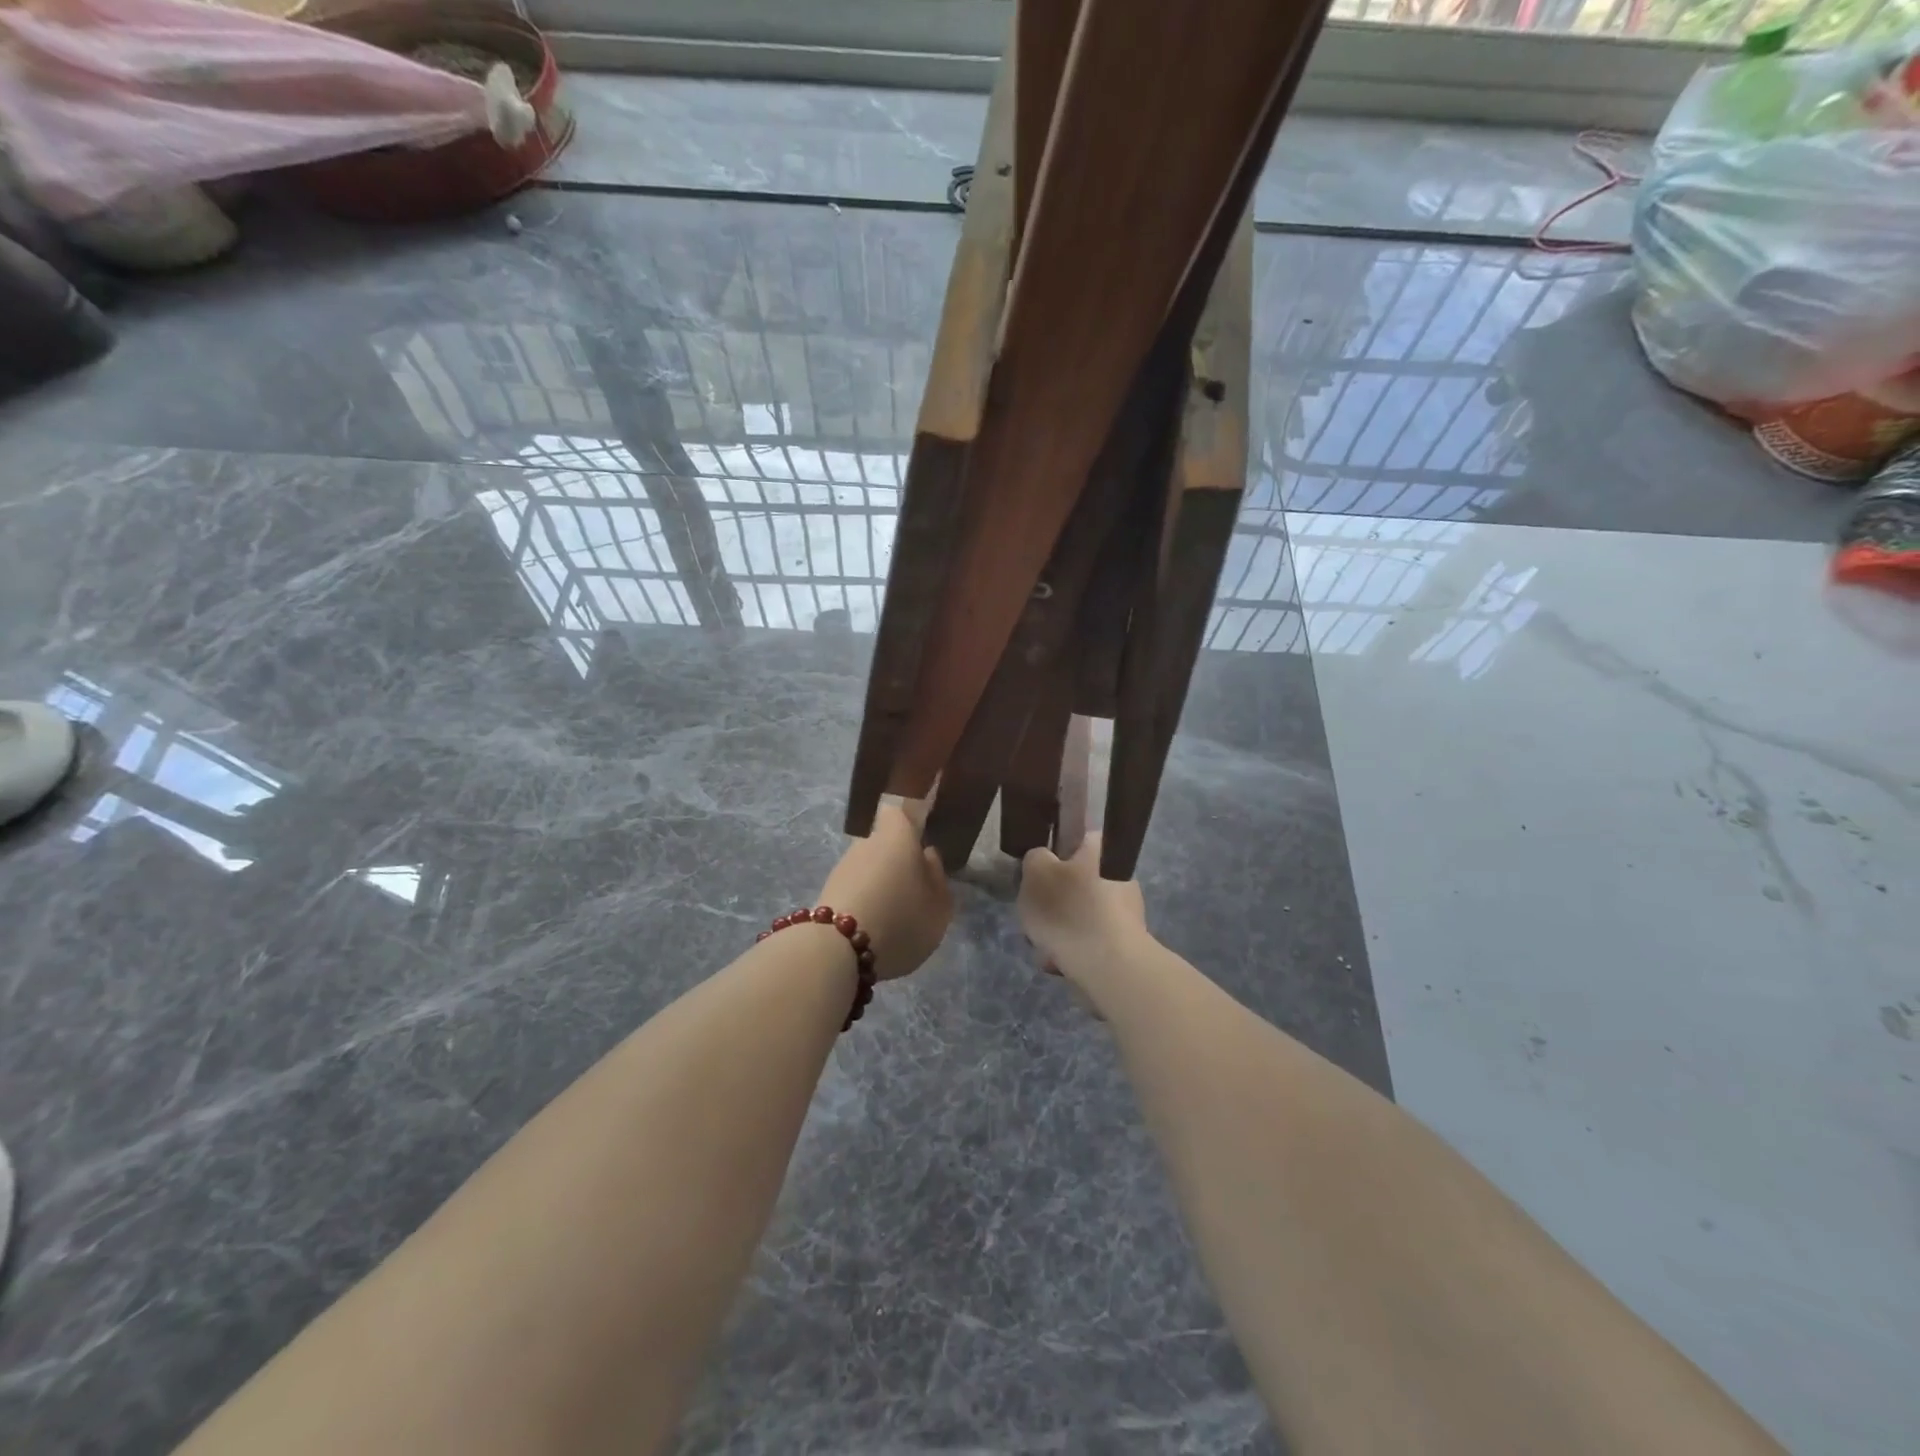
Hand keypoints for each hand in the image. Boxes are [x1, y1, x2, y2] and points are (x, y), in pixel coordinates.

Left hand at [818, 800, 950, 980]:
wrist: (838, 950)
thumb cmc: (901, 918)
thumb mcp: (939, 905)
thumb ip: (937, 876)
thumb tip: (927, 855)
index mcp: (897, 835)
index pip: (899, 812)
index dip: (909, 821)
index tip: (920, 836)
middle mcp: (866, 843)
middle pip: (884, 843)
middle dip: (897, 861)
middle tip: (914, 889)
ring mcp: (843, 867)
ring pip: (868, 868)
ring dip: (880, 885)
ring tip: (896, 916)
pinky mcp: (827, 893)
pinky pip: (855, 891)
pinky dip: (865, 904)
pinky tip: (875, 929)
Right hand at [1017, 833, 1147, 983]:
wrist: (1109, 966)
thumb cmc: (1069, 910)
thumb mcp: (1036, 872)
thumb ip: (1035, 857)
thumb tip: (1044, 860)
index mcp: (1101, 849)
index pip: (1076, 839)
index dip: (1052, 856)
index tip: (1037, 876)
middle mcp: (1118, 874)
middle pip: (1074, 881)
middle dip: (1053, 901)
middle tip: (1035, 917)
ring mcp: (1126, 910)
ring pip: (1079, 913)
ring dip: (1060, 929)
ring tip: (1044, 948)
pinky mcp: (1125, 942)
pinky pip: (1089, 939)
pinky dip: (1073, 949)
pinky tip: (1059, 962)